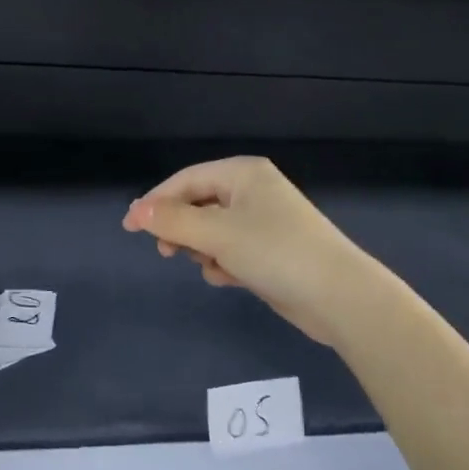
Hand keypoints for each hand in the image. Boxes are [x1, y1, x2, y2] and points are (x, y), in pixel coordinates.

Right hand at [122, 156, 379, 347]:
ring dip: (204, 248)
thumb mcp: (218, 234)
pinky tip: (228, 278)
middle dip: (182, 227)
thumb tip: (136, 210)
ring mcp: (264, 221)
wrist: (338, 296)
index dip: (156, 201)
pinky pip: (232, 249)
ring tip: (210, 265)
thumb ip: (174, 220)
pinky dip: (224, 262)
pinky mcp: (271, 251)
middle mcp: (253, 191)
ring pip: (214, 229)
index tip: (130, 228)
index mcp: (243, 173)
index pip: (187, 179)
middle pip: (199, 203)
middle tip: (168, 252)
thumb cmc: (275, 251)